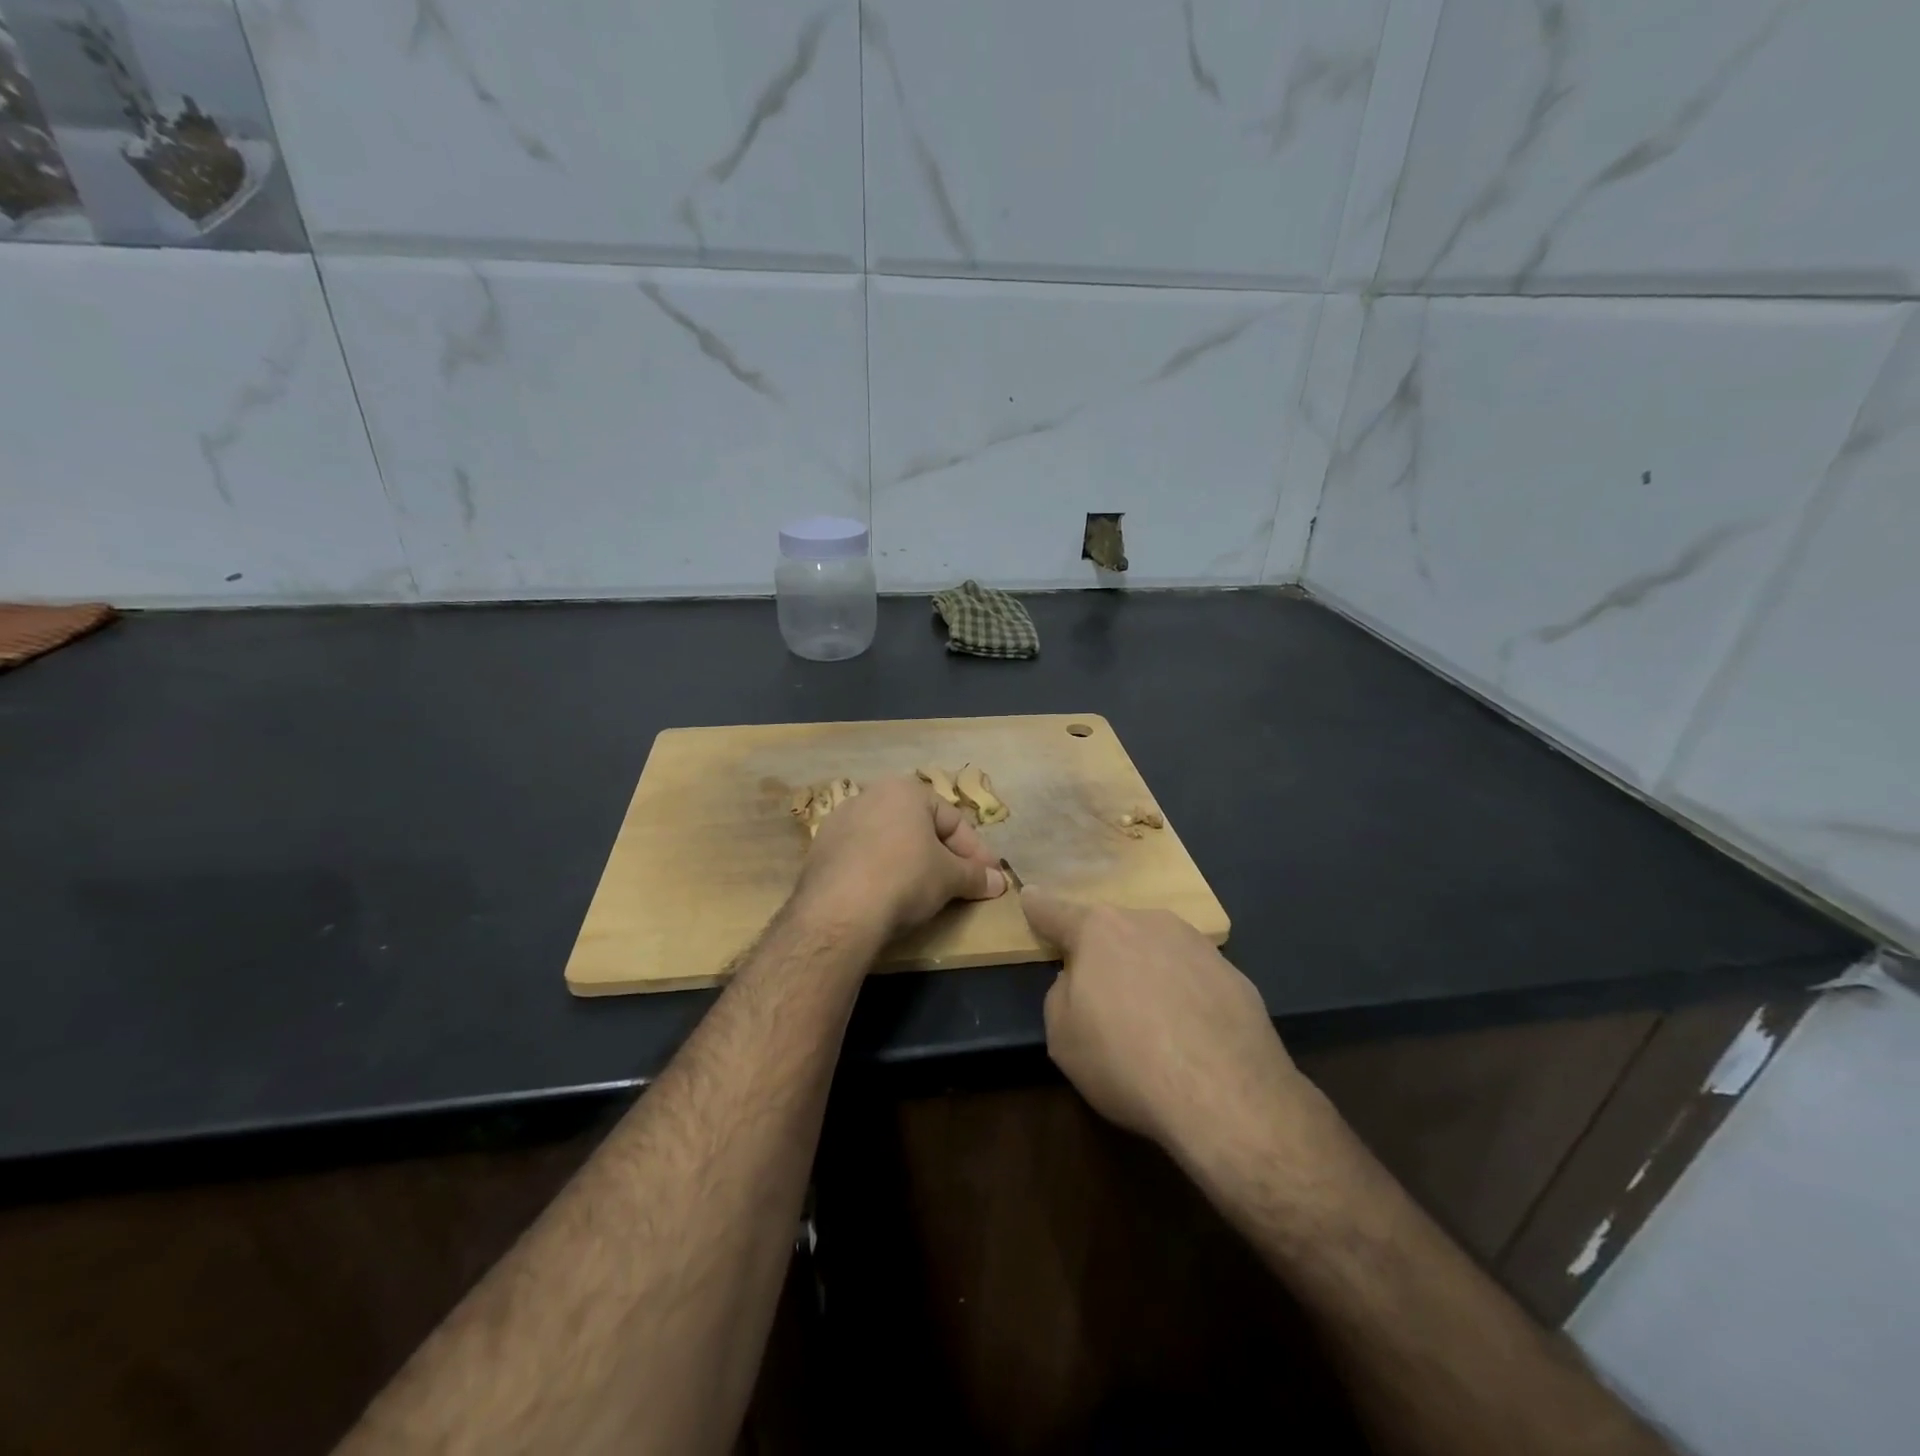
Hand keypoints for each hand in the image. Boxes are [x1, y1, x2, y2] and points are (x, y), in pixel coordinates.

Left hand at [796, 777, 1007, 939]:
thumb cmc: (905, 878)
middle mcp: (870, 795)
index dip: (976, 851)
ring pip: (889, 841)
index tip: (991, 876)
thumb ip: (975, 876)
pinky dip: (881, 872)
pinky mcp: (820, 850)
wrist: (838, 911)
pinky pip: (863, 857)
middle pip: (919, 827)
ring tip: (926, 891)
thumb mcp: (949, 878)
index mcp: (905, 790)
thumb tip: (999, 882)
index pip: (953, 820)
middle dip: (944, 855)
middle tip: (962, 883)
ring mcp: (840, 822)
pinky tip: (888, 896)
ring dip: (911, 862)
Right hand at [1022, 890, 1313, 1166]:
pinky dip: (1185, 996)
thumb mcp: (1062, 1036)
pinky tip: (1190, 1037)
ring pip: (1157, 951)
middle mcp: (1148, 922)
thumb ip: (1062, 994)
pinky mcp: (1236, 975)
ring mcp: (1198, 945)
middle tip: (1102, 998)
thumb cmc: (1125, 1060)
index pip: (1056, 912)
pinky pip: (1194, 979)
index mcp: (1098, 931)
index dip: (1039, 907)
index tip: (1030, 894)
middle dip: (1103, 954)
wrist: (1226, 1095)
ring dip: (1147, 972)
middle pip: (1113, 932)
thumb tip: (1081, 982)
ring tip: (1151, 1023)